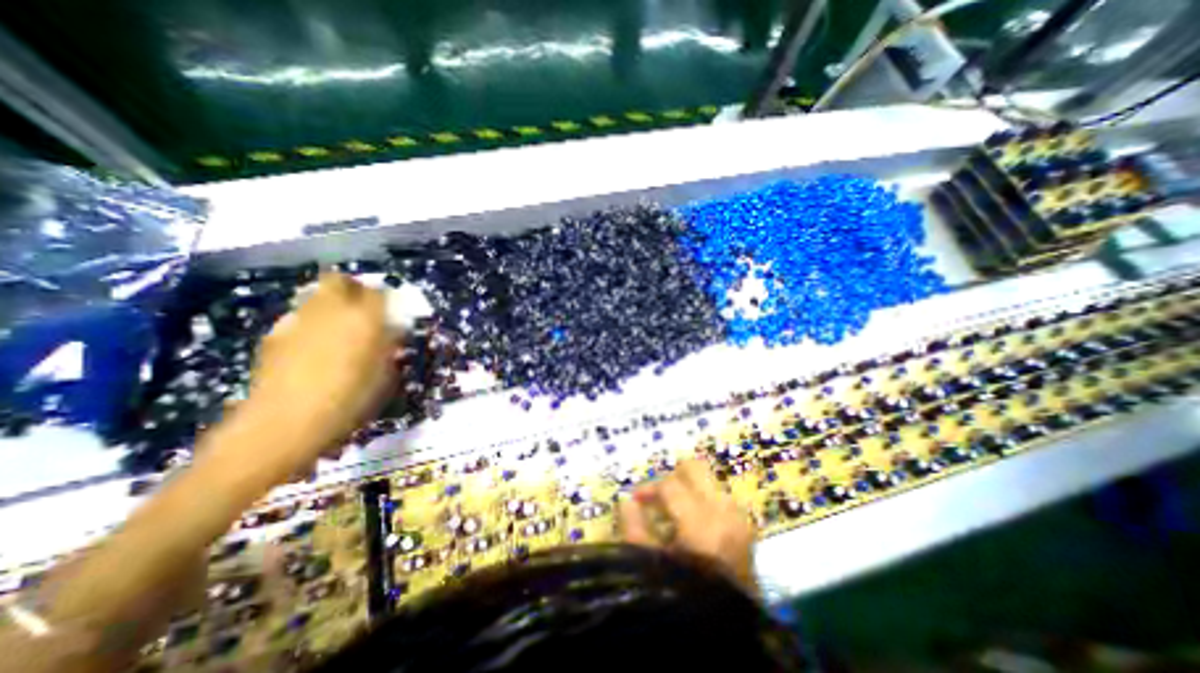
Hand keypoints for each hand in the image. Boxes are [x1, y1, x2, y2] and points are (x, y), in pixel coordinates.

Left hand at [236, 273, 397, 484]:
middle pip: (339, 280)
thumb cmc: (351, 400)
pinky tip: (313, 346)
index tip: (391, 311)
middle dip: (352, 288)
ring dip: (329, 303)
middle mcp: (332, 310)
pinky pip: (298, 317)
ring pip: (315, 295)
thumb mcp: (386, 375)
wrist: (287, 423)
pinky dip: (310, 322)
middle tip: (362, 307)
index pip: (380, 292)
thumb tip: (389, 333)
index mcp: (366, 319)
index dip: (386, 298)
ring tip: (338, 327)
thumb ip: (389, 347)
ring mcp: (299, 320)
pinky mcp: (275, 334)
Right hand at [618, 457, 758, 594]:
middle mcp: (723, 510)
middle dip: (672, 476)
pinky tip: (692, 522)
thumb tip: (626, 502)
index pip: (670, 485)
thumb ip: (635, 531)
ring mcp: (738, 515)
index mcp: (700, 522)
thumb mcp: (654, 569)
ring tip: (672, 510)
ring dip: (687, 488)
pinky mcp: (746, 523)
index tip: (636, 500)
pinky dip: (701, 499)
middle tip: (658, 495)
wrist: (734, 628)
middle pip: (695, 468)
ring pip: (707, 480)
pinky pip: (718, 495)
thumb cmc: (690, 598)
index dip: (648, 488)